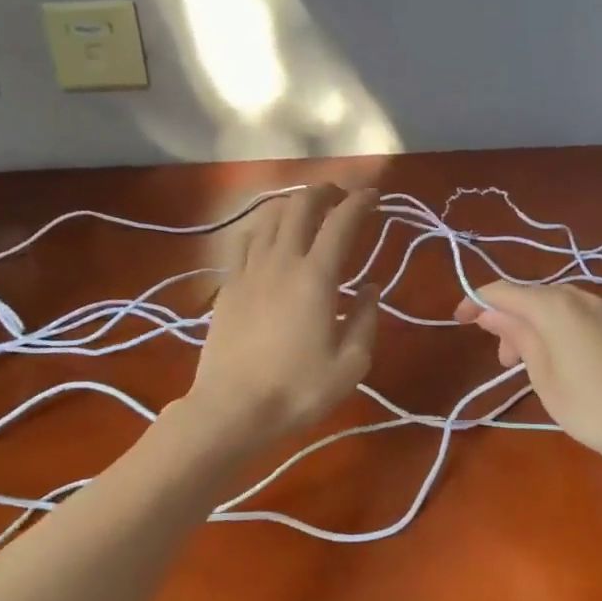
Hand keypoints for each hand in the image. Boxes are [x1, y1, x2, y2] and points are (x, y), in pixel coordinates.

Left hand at [186, 185, 379, 447]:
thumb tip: (372, 289)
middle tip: (341, 195)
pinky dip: (264, 227)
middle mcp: (281, 262)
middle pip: (300, 206)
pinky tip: (270, 237)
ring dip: (292, 204)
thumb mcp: (351, 364)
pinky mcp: (227, 286)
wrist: (231, 409)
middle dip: (324, 191)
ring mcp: (249, 271)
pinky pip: (246, 241)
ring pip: (269, 217)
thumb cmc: (298, 390)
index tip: (374, 196)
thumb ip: (366, 320)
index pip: (341, 222)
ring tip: (308, 209)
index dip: (359, 202)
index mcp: (316, 277)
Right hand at [455, 280, 601, 462]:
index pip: (504, 292)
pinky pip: (578, 315)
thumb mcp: (542, 374)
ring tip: (529, 365)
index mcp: (555, 305)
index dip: (477, 302)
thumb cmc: (589, 405)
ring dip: (534, 326)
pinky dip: (559, 329)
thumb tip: (490, 312)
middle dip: (509, 320)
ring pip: (556, 306)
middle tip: (503, 360)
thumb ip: (516, 335)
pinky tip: (561, 359)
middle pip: (532, 296)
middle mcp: (580, 297)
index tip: (459, 322)